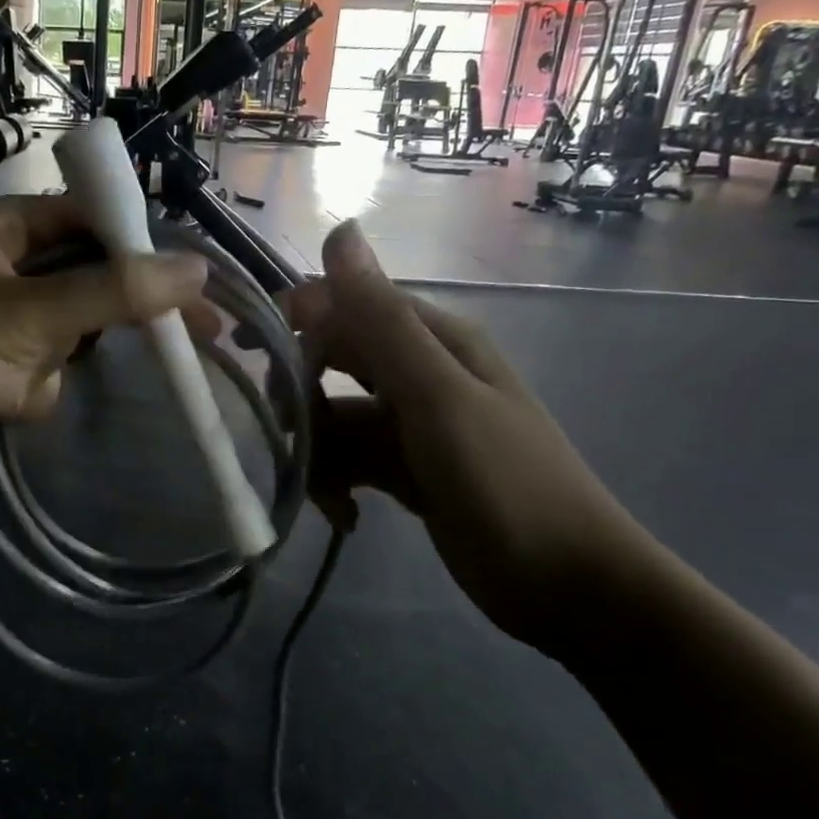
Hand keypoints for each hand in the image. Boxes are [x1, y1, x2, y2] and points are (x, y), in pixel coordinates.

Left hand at [0, 195, 210, 518]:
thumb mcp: (28, 318)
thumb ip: (113, 292)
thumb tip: (194, 269)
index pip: (78, 219)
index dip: (137, 247)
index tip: (190, 283)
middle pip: (69, 280)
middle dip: (92, 318)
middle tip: (176, 338)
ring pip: (51, 335)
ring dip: (46, 364)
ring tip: (11, 384)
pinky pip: (22, 371)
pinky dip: (21, 391)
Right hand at [286, 221, 657, 652]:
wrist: (570, 588)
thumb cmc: (507, 483)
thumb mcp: (437, 397)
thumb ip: (381, 319)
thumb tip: (338, 230)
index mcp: (431, 340)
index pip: (345, 305)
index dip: (294, 320)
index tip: (248, 351)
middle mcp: (418, 372)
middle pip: (333, 362)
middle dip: (300, 397)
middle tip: (285, 436)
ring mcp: (412, 423)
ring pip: (336, 418)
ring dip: (318, 453)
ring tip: (327, 498)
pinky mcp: (406, 468)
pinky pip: (351, 459)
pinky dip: (338, 483)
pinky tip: (345, 517)